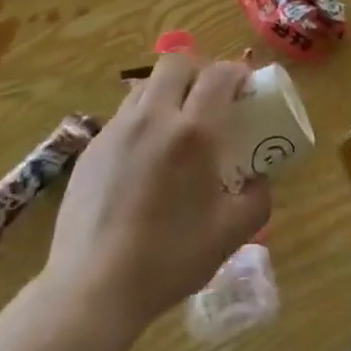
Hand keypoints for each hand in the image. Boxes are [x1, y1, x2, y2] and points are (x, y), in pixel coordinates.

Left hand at [46, 53, 271, 334]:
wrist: (93, 288)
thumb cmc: (169, 259)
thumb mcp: (232, 234)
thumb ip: (258, 197)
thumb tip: (260, 177)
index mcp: (192, 133)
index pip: (218, 75)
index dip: (236, 72)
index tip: (245, 87)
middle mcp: (153, 117)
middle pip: (176, 63)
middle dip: (198, 71)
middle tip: (210, 98)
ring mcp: (116, 129)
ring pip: (145, 85)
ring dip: (167, 92)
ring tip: (176, 125)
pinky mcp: (91, 148)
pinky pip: (123, 116)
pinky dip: (142, 120)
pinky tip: (145, 158)